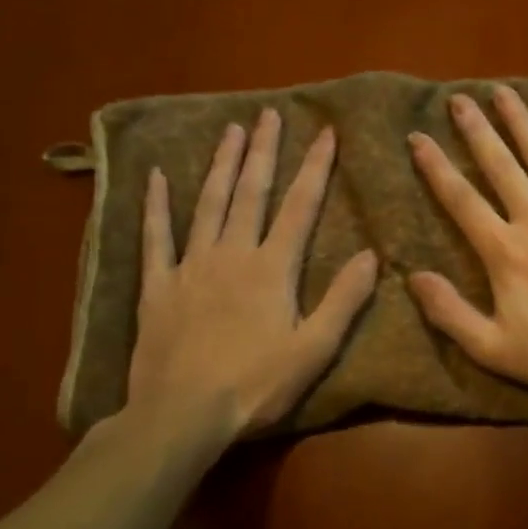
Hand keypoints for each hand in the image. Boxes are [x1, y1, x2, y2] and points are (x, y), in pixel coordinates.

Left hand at [125, 108, 377, 449]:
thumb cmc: (256, 385)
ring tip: (230, 130)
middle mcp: (232, 253)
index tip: (325, 133)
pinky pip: (156, 237)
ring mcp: (191, 266)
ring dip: (221, 164)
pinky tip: (158, 177)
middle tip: (269, 113)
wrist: (182, 414)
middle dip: (264, 150)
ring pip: (208, 203)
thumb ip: (344, 299)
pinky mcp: (158, 286)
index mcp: (273, 268)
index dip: (315, 168)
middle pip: (251, 192)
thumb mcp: (314, 349)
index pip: (300, 206)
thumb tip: (372, 255)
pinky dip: (156, 205)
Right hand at [406, 86, 527, 409]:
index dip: (436, 168)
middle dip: (476, 130)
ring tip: (504, 92)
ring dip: (521, 122)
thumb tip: (412, 277)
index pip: (461, 200)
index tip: (418, 138)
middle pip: (500, 166)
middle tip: (459, 99)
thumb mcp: (493, 348)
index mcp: (505, 251)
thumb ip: (449, 313)